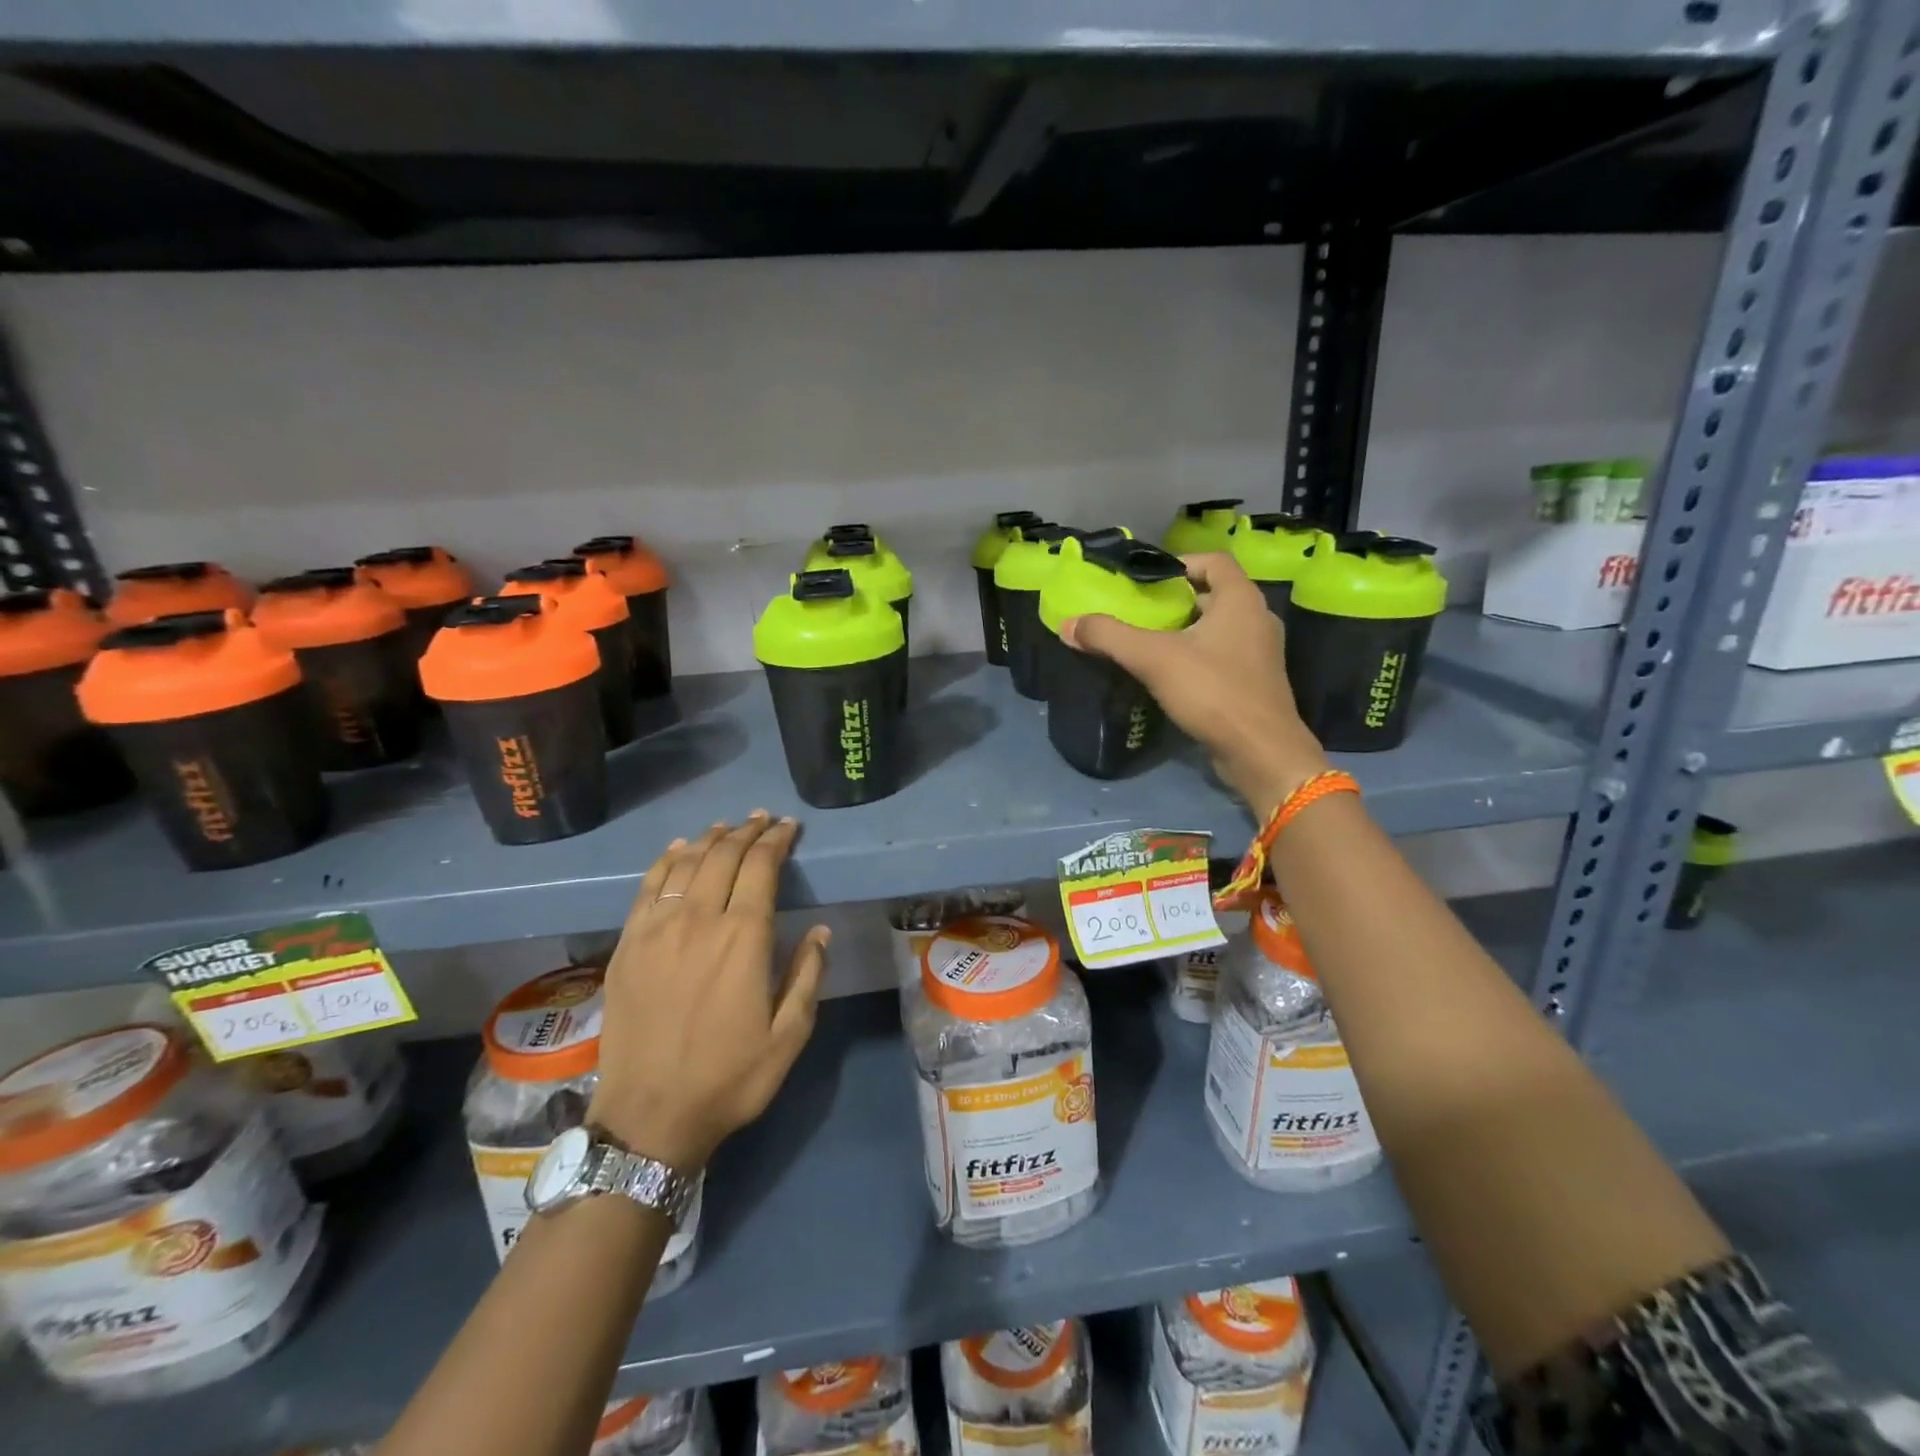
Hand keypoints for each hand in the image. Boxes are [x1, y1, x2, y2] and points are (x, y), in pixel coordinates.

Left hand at [588, 812, 829, 1172]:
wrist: (648, 1117)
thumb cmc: (729, 1078)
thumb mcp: (789, 1036)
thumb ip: (807, 976)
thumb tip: (819, 931)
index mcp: (743, 939)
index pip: (760, 868)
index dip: (776, 841)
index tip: (788, 827)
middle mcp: (698, 921)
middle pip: (722, 857)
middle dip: (746, 832)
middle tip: (762, 820)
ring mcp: (656, 930)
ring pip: (684, 865)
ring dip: (709, 839)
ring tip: (726, 828)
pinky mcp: (627, 945)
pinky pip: (647, 887)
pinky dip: (666, 861)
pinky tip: (678, 850)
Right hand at [1060, 552, 1328, 813]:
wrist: (1260, 752)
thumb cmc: (1212, 691)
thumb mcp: (1153, 659)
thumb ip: (1109, 637)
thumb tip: (1068, 624)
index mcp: (1241, 599)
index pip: (1213, 560)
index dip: (1180, 563)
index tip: (1148, 582)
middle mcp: (1258, 619)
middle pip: (1214, 595)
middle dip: (1177, 601)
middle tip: (1141, 614)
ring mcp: (1261, 653)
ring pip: (1219, 629)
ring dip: (1186, 632)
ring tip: (1149, 644)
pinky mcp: (1256, 683)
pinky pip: (1223, 657)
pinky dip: (1198, 658)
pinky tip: (1171, 677)